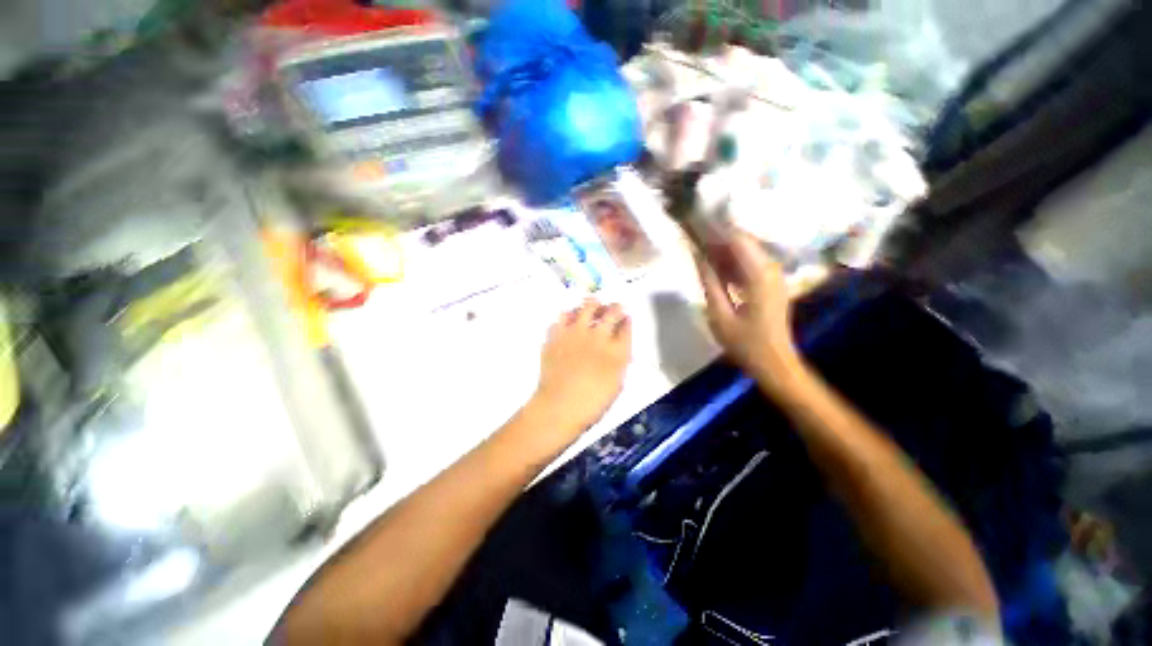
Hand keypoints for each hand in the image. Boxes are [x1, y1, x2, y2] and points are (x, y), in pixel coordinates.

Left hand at [529, 299, 631, 438]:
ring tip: (591, 308)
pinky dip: (567, 317)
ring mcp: (574, 333)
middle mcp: (597, 336)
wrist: (559, 406)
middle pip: (610, 311)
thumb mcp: (616, 383)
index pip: (626, 326)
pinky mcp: (556, 335)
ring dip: (591, 305)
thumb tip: (620, 346)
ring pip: (585, 306)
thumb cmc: (592, 402)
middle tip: (613, 307)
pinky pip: (561, 317)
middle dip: (615, 307)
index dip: (627, 319)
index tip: (626, 316)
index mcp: (616, 350)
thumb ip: (620, 361)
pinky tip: (568, 323)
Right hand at [694, 229, 803, 392]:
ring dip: (722, 250)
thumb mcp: (719, 315)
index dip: (716, 229)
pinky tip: (714, 268)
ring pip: (745, 252)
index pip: (738, 239)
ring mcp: (773, 276)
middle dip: (717, 238)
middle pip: (743, 242)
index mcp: (760, 275)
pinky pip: (749, 264)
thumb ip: (709, 282)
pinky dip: (731, 263)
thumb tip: (697, 256)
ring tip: (698, 250)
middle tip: (692, 238)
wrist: (775, 363)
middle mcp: (771, 269)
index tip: (695, 223)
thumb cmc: (746, 344)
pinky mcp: (771, 283)